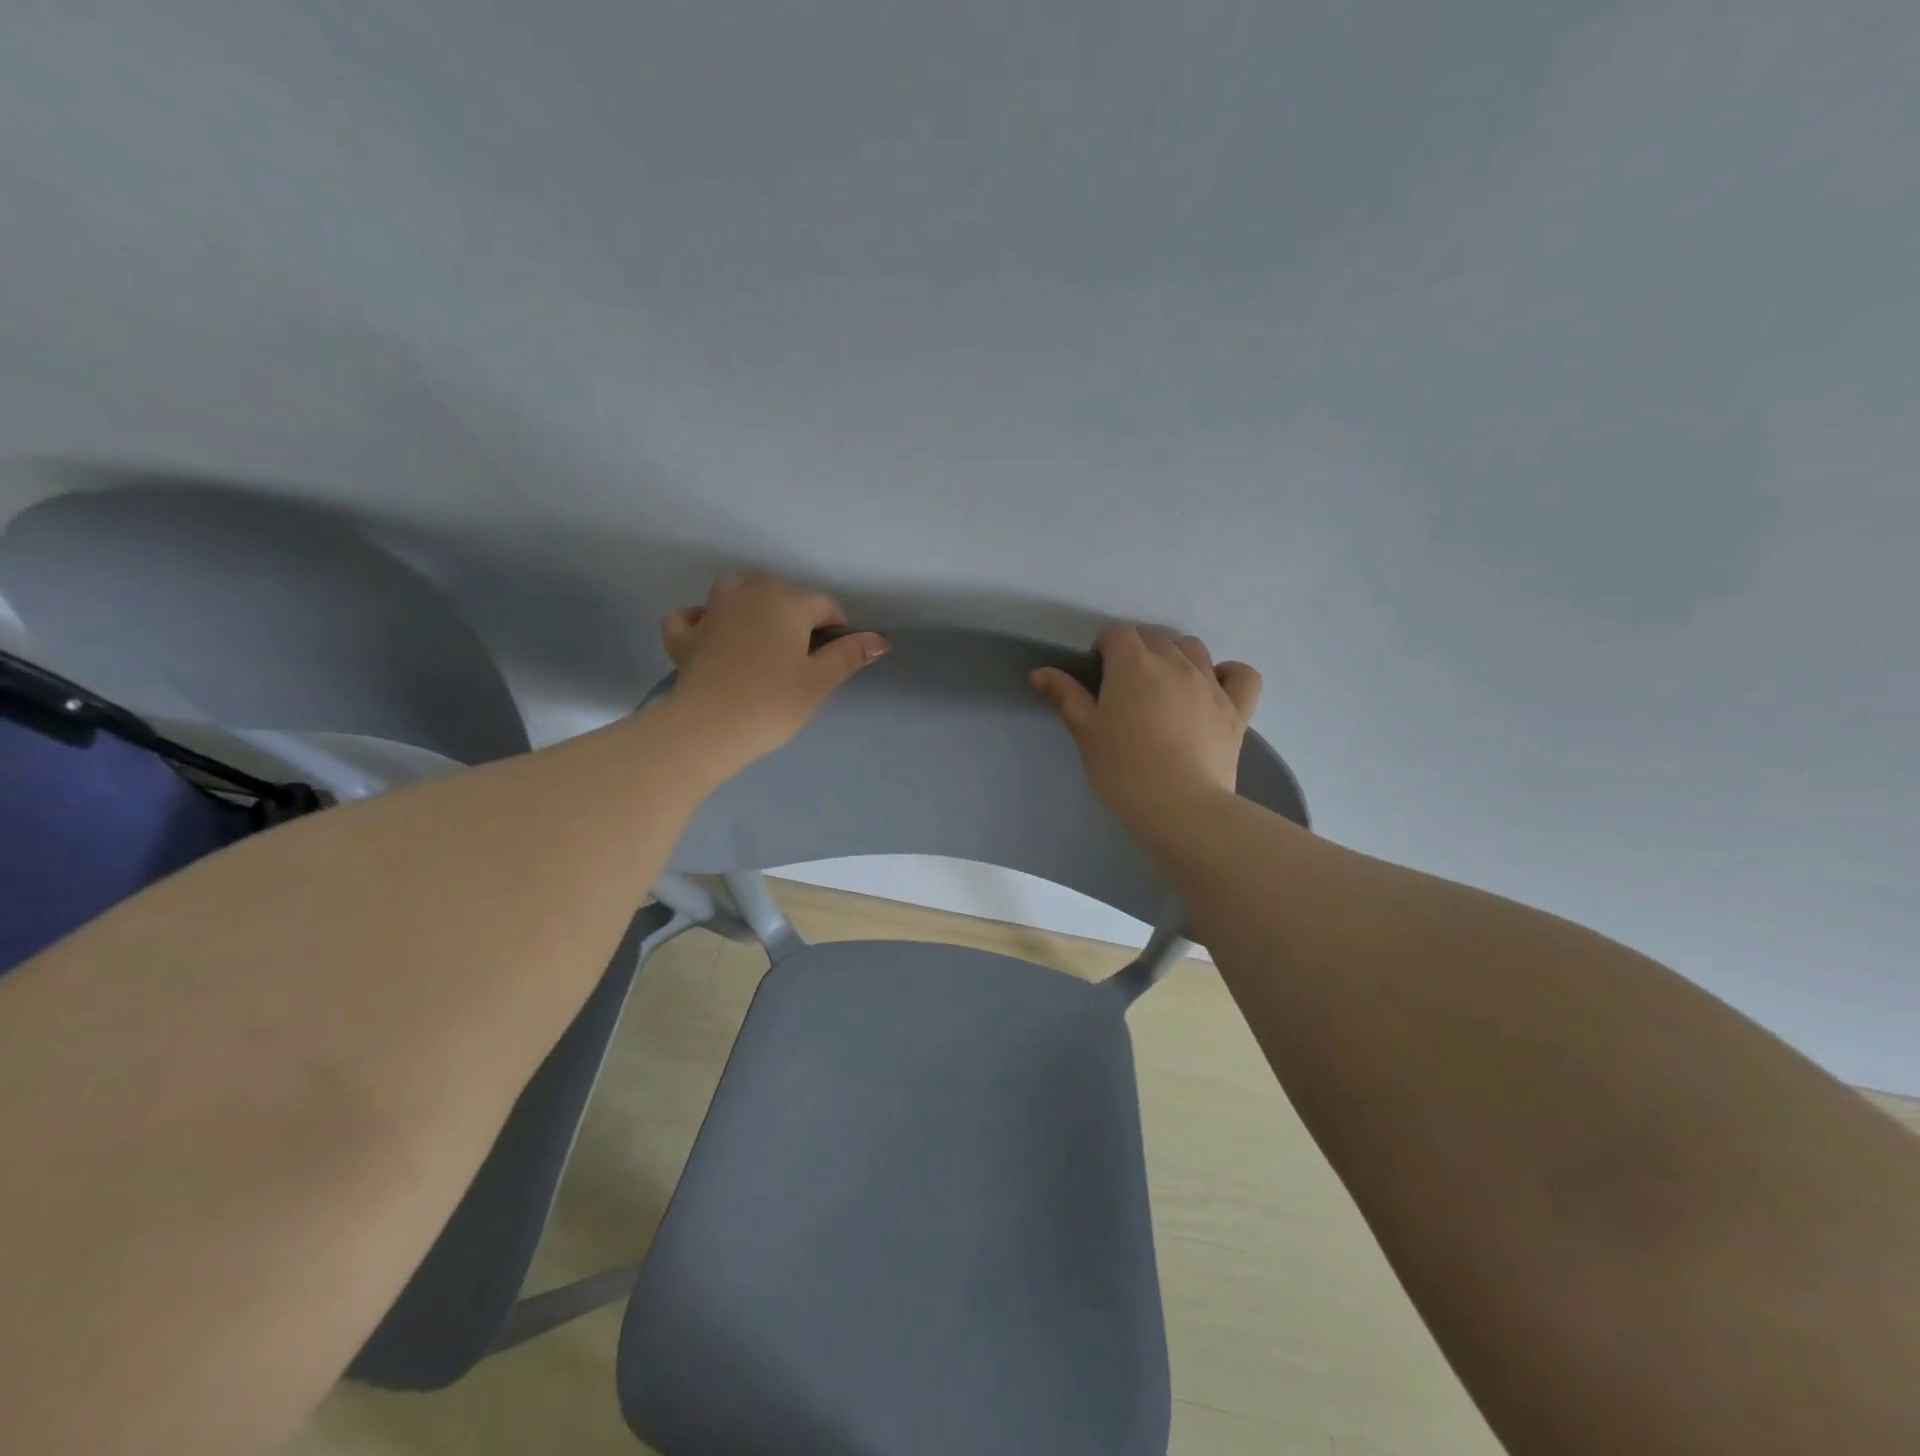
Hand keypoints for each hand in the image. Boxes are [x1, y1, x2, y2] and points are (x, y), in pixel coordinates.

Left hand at [660, 573, 888, 767]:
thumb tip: (881, 640)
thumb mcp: (820, 680)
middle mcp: (749, 594)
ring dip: (751, 605)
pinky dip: (700, 621)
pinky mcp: (684, 637)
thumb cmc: (774, 702)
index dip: (837, 631)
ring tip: (761, 637)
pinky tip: (709, 635)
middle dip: (796, 617)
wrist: (709, 727)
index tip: (836, 661)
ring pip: (736, 591)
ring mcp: (711, 612)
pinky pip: (690, 618)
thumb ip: (849, 654)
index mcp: (787, 601)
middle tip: (802, 660)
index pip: (825, 606)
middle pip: (782, 594)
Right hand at [1030, 626, 1260, 834]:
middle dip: (1137, 650)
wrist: (1179, 806)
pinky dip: (1227, 673)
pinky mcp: (1237, 707)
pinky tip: (1213, 688)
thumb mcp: (1086, 732)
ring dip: (1175, 656)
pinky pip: (1241, 673)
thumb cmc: (1122, 769)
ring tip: (1164, 685)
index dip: (1104, 648)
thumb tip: (1040, 672)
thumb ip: (1065, 696)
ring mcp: (1210, 682)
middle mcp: (1174, 662)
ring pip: (1193, 648)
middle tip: (1125, 686)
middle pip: (1154, 636)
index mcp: (1133, 664)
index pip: (1116, 633)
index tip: (1098, 676)